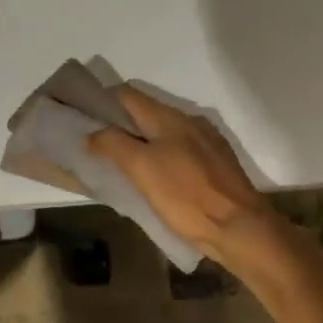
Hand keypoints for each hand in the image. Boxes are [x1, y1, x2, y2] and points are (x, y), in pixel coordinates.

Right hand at [85, 86, 285, 265]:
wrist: (240, 227)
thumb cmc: (186, 196)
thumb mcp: (142, 169)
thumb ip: (114, 145)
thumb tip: (92, 132)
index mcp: (169, 118)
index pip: (127, 95)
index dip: (102, 101)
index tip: (82, 118)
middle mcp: (189, 121)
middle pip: (146, 112)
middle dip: (120, 124)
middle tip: (96, 146)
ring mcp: (206, 142)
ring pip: (163, 132)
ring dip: (141, 141)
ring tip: (121, 164)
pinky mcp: (216, 163)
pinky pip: (180, 150)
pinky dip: (161, 156)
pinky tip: (156, 178)